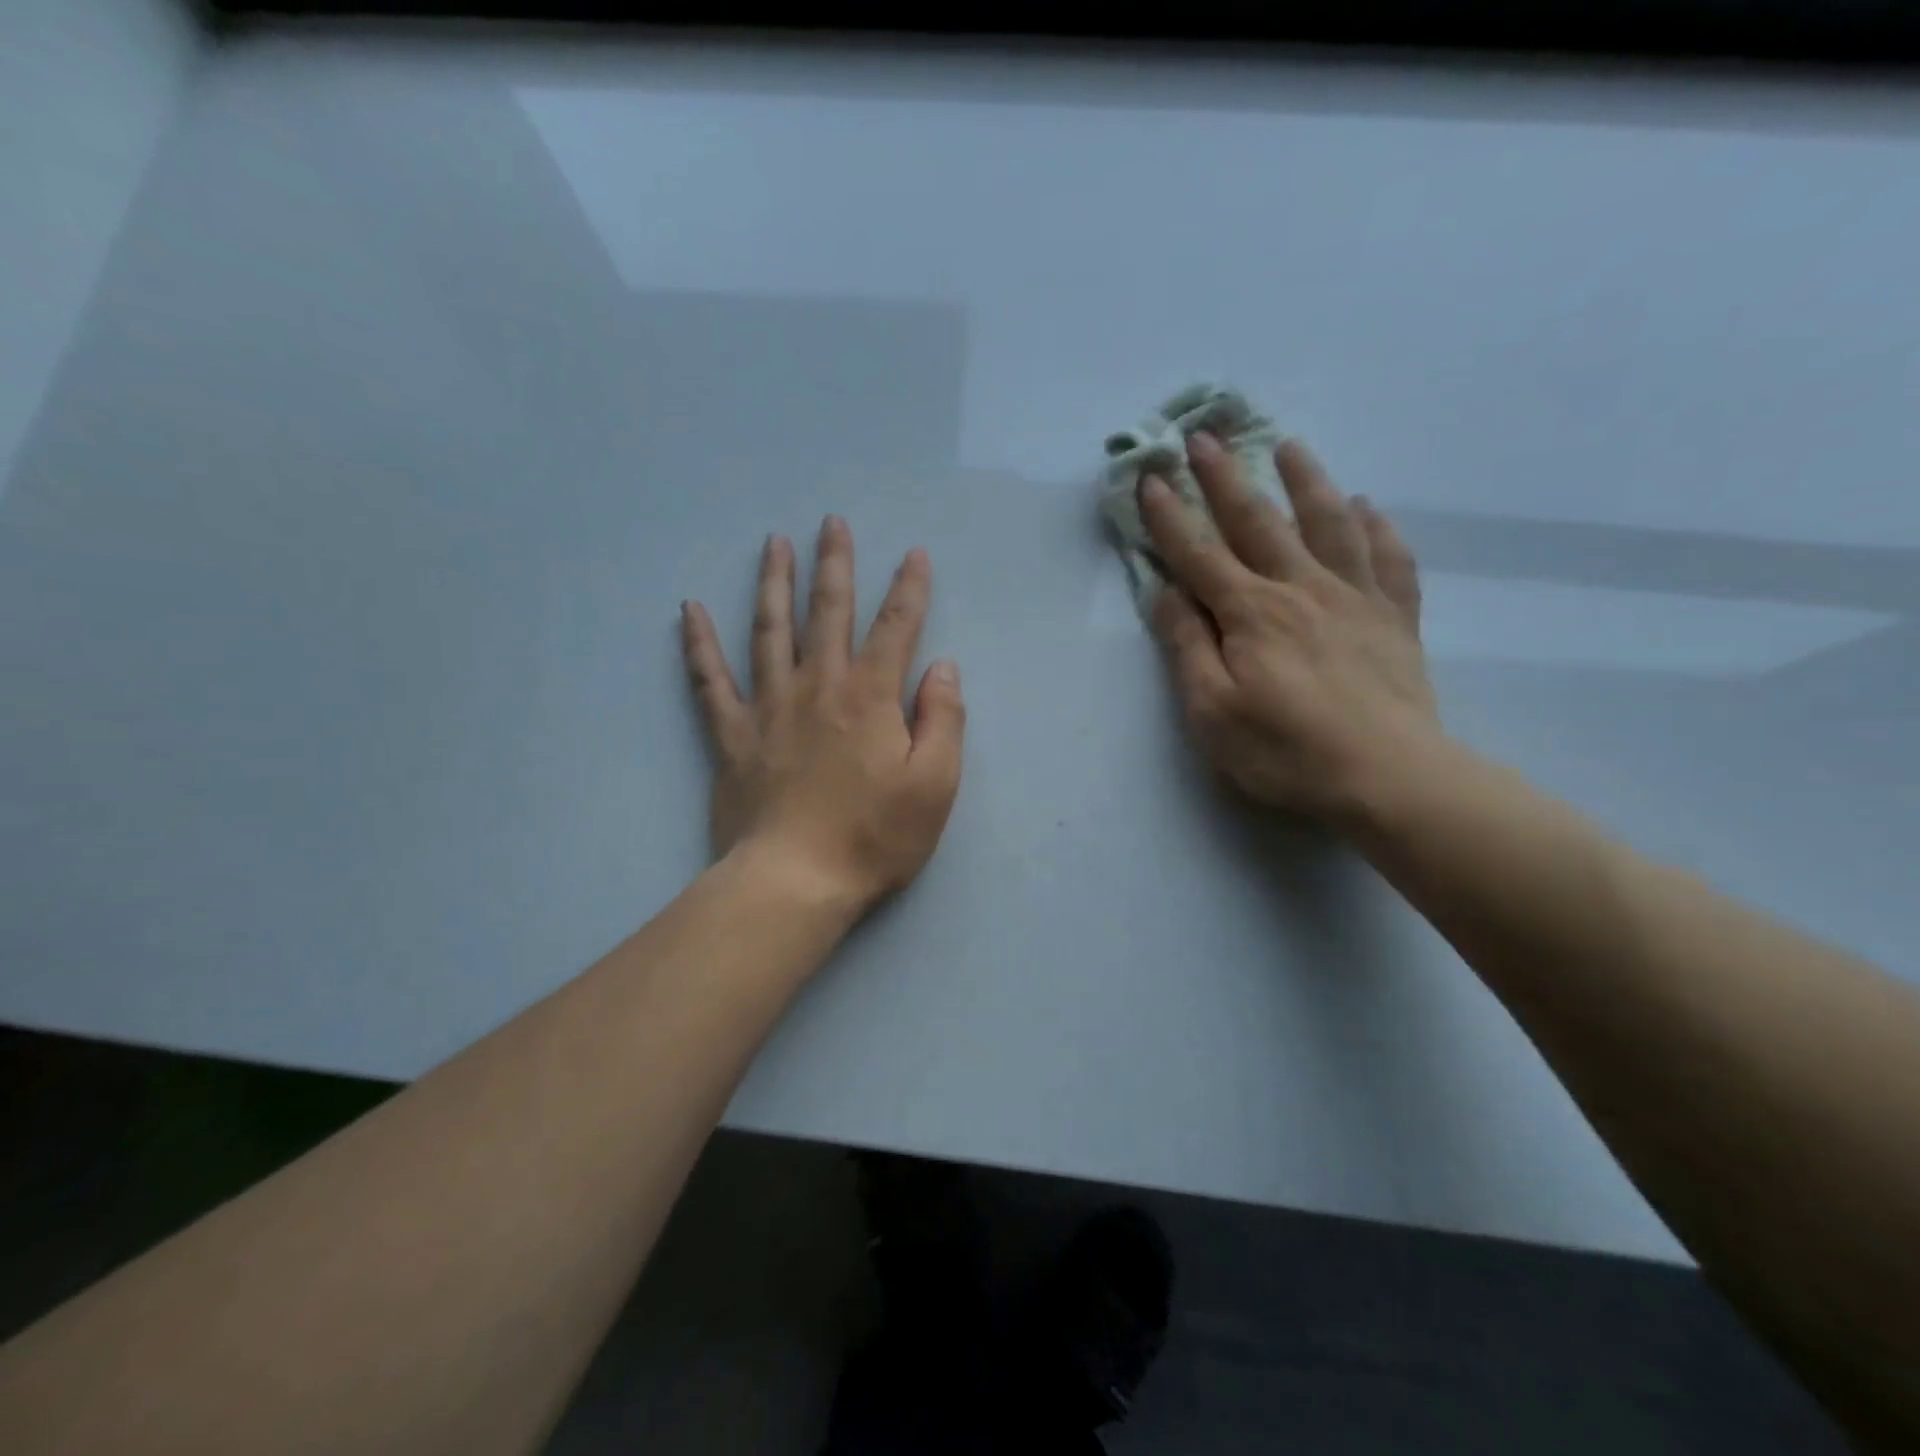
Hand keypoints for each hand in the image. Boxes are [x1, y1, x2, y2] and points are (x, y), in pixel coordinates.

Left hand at [681, 517, 965, 910]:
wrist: (795, 881)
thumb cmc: (875, 837)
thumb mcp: (935, 784)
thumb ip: (943, 720)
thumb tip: (942, 667)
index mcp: (870, 697)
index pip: (896, 628)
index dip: (909, 588)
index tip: (915, 554)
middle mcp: (818, 687)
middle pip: (827, 612)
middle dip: (835, 564)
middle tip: (831, 522)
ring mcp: (769, 707)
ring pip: (769, 630)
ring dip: (773, 582)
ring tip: (773, 542)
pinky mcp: (732, 736)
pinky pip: (709, 681)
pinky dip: (698, 644)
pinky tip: (689, 610)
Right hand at [1139, 432, 1441, 824]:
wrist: (1388, 777)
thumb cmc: (1284, 751)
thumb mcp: (1211, 710)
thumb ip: (1188, 646)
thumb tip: (1165, 593)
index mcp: (1250, 613)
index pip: (1199, 553)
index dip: (1170, 516)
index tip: (1151, 477)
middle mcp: (1300, 589)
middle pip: (1257, 522)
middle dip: (1225, 477)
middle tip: (1205, 435)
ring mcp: (1355, 598)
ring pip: (1328, 524)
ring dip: (1305, 480)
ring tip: (1289, 446)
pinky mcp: (1394, 618)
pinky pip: (1389, 559)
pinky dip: (1377, 528)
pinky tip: (1368, 507)